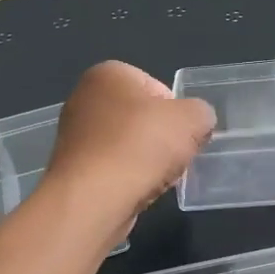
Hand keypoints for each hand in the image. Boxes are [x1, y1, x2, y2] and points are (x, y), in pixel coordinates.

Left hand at [48, 62, 215, 231]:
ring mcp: (74, 135)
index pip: (158, 88)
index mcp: (108, 74)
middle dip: (162, 139)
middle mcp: (85, 98)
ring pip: (129, 146)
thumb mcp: (192, 119)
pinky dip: (128, 179)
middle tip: (175, 158)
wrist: (94, 199)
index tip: (184, 135)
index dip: (178, 113)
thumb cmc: (141, 146)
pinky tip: (137, 192)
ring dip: (147, 162)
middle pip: (142, 118)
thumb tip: (197, 123)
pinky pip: (113, 169)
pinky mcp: (73, 169)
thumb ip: (201, 113)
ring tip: (157, 179)